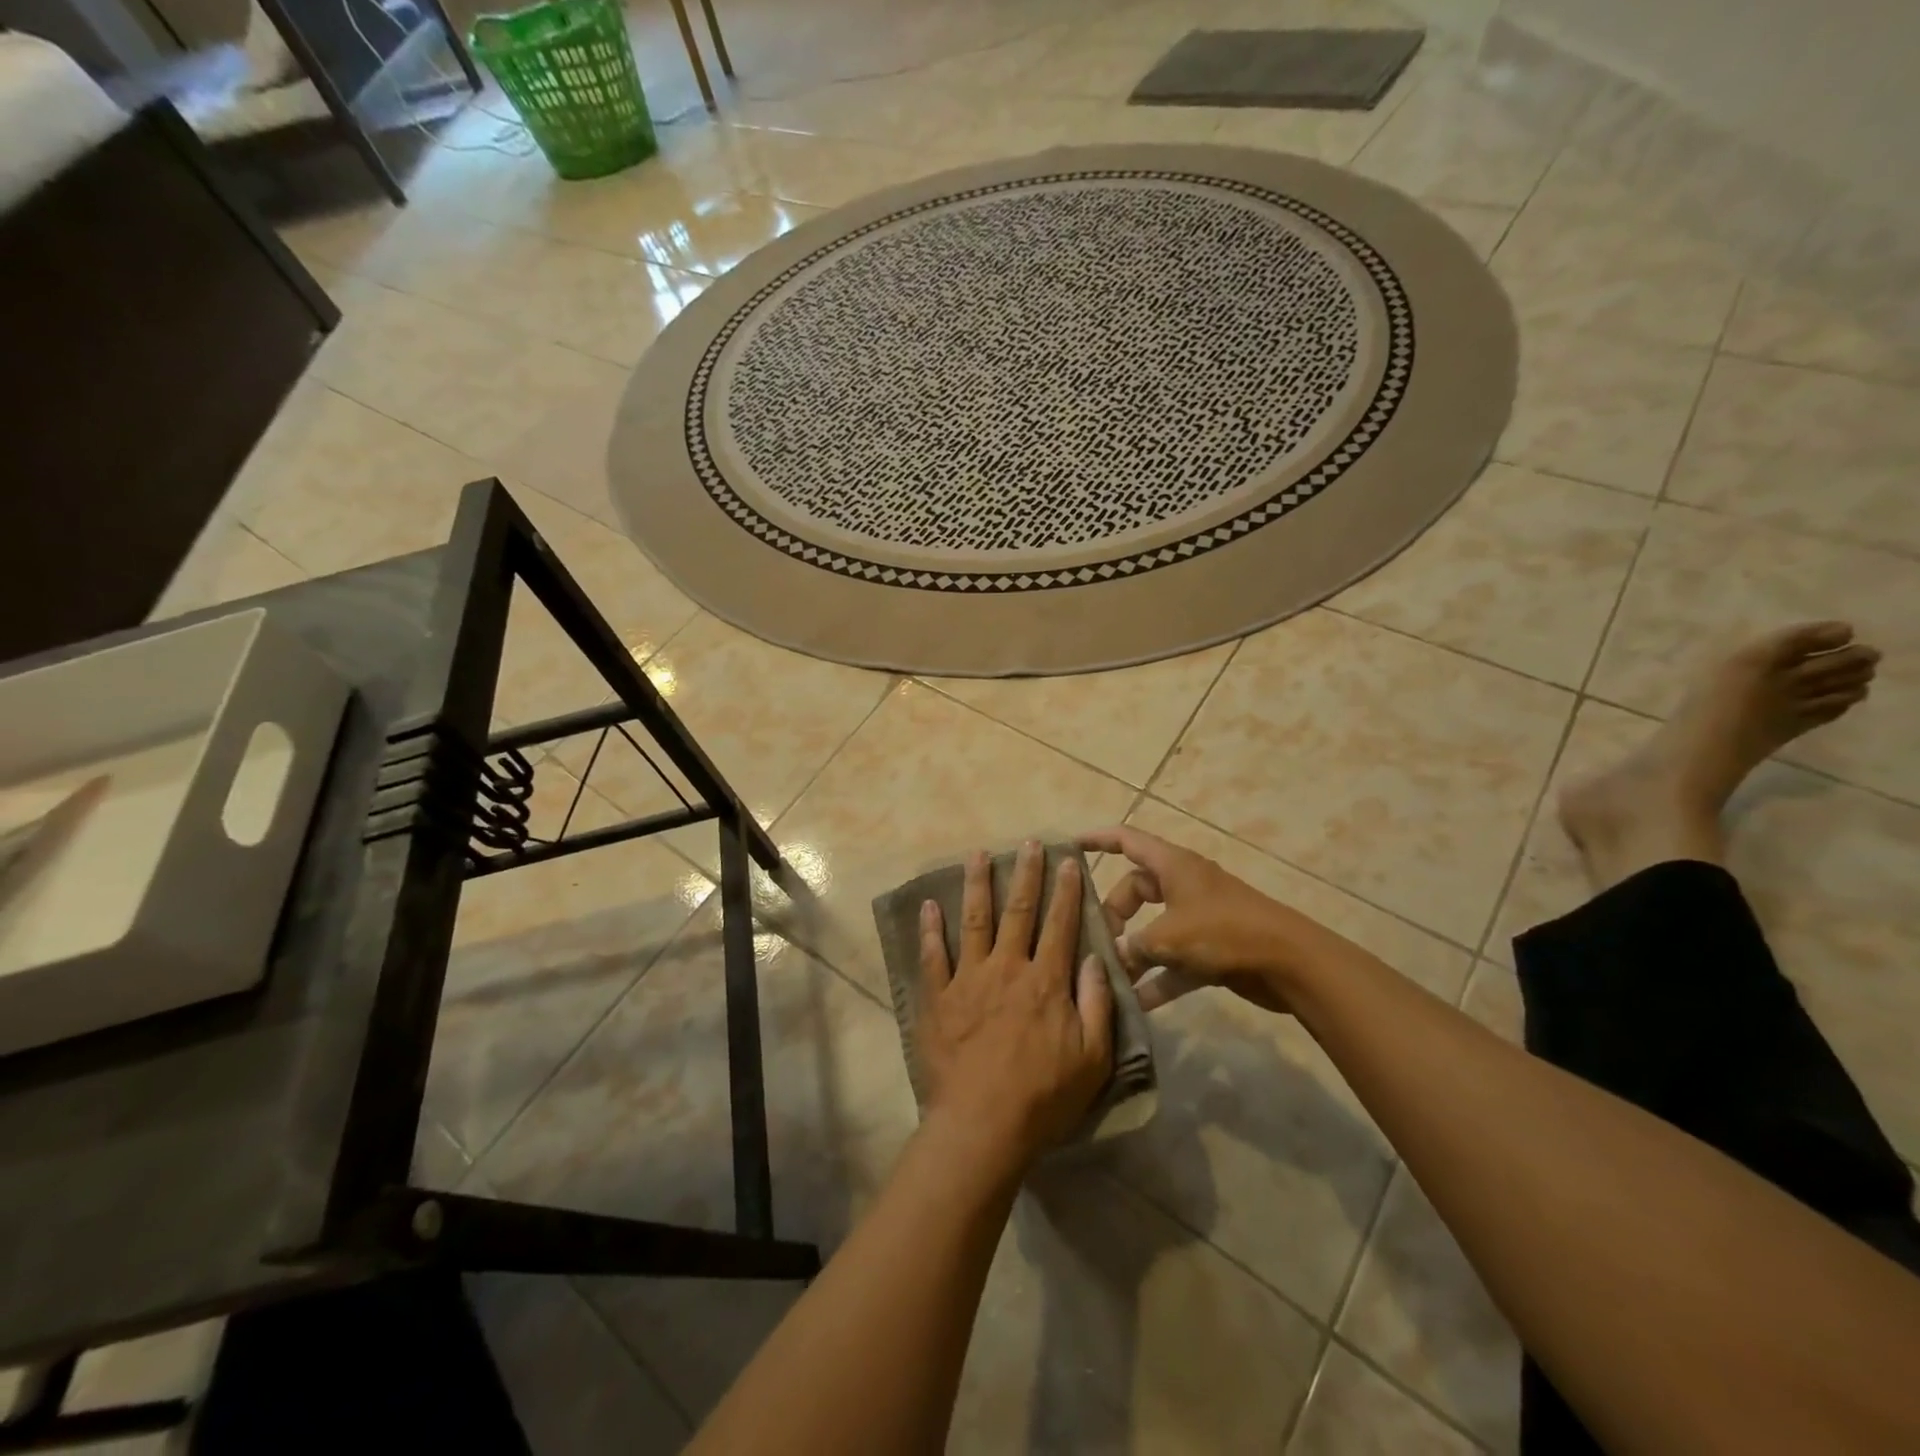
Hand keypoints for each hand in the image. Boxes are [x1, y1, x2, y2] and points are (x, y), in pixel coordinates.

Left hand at [916, 842, 1113, 1167]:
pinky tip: (929, 905)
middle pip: (1018, 911)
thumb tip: (1097, 958)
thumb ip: (1097, 1003)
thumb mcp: (1093, 1058)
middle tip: (1027, 843)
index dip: (1066, 891)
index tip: (1068, 860)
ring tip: (977, 854)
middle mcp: (1007, 968)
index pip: (1060, 924)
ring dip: (976, 885)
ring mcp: (968, 980)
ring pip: (974, 921)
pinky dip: (930, 930)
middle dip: (1025, 874)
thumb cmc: (1044, 1097)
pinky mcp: (938, 998)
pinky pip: (933, 956)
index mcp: (1046, 981)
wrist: (983, 1125)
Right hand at [1080, 825, 1324, 1012]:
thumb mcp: (1169, 937)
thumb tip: (1114, 957)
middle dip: (1113, 914)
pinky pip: (1174, 960)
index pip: (1127, 840)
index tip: (1070, 845)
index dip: (1098, 839)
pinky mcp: (1212, 949)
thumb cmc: (1224, 932)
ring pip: (1153, 929)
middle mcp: (1183, 885)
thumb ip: (1134, 946)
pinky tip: (1137, 1004)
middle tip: (1097, 940)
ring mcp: (1198, 918)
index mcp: (1172, 866)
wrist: (1289, 963)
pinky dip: (1157, 978)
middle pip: (1136, 890)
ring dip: (1134, 951)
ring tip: (1108, 975)